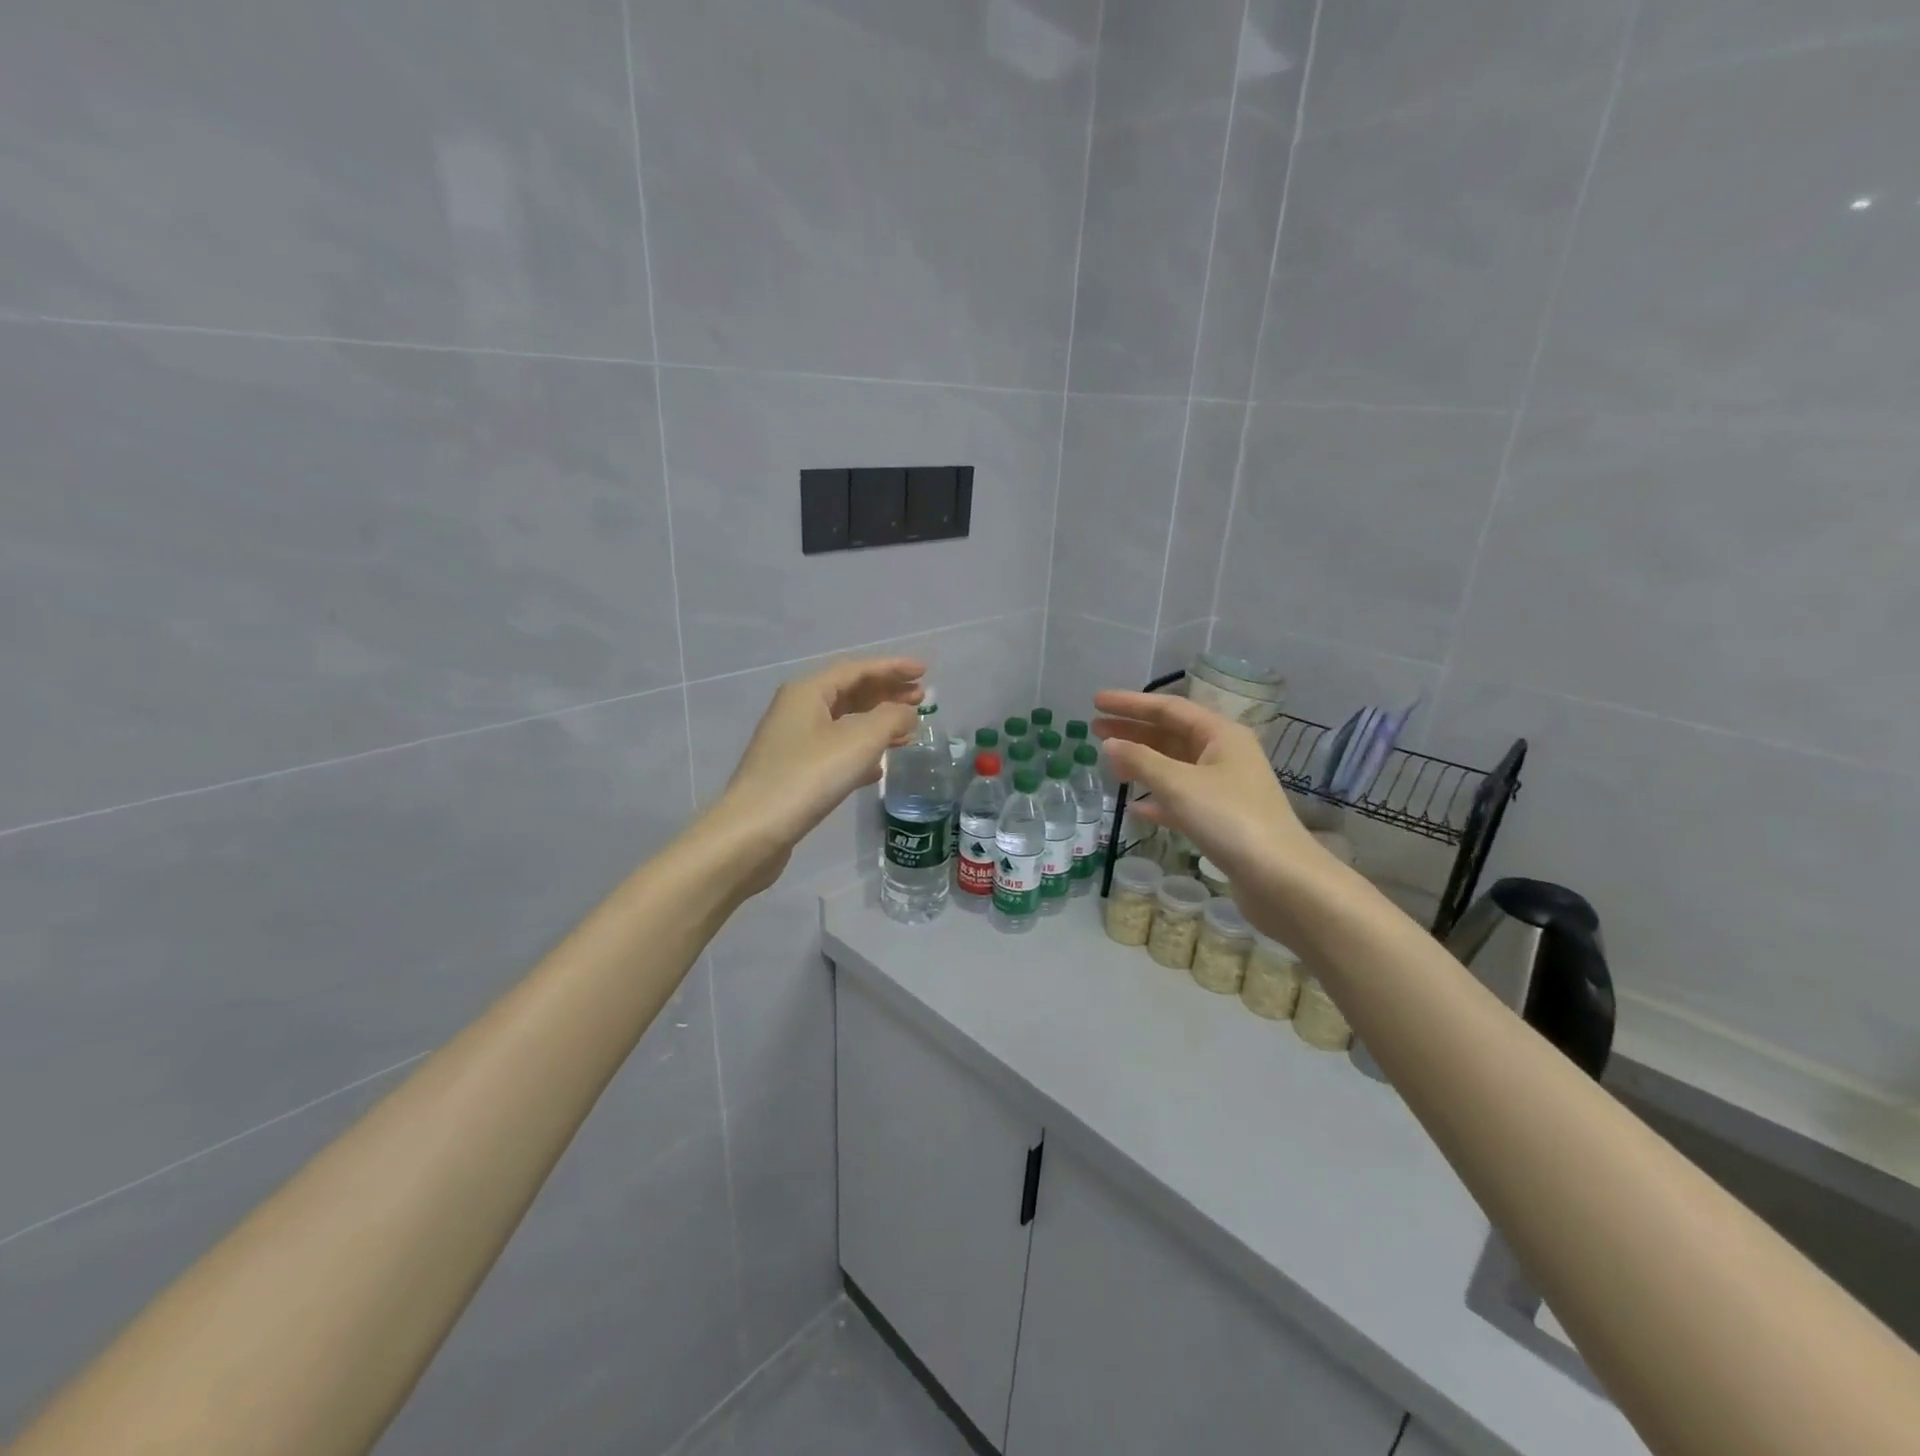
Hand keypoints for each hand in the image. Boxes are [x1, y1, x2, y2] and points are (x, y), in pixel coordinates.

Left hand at [710, 657, 925, 892]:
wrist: (754, 831)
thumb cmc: (808, 776)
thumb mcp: (859, 741)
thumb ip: (891, 719)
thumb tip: (906, 713)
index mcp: (808, 692)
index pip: (857, 669)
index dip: (892, 668)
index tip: (924, 671)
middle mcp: (797, 710)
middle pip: (850, 693)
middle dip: (887, 694)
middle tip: (922, 699)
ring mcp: (793, 742)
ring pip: (844, 724)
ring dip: (877, 724)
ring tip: (909, 732)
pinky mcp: (794, 772)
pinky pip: (835, 751)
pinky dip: (861, 752)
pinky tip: (879, 767)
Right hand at [1092, 690, 1321, 893]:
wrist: (1280, 879)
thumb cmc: (1230, 820)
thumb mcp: (1179, 785)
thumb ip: (1141, 761)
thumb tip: (1110, 743)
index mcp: (1221, 735)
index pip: (1168, 708)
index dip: (1130, 703)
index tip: (1096, 701)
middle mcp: (1225, 755)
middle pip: (1171, 734)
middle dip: (1133, 730)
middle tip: (1094, 729)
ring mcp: (1225, 788)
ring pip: (1175, 767)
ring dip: (1142, 764)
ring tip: (1109, 764)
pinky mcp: (1222, 819)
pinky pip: (1182, 799)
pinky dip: (1158, 799)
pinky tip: (1136, 808)